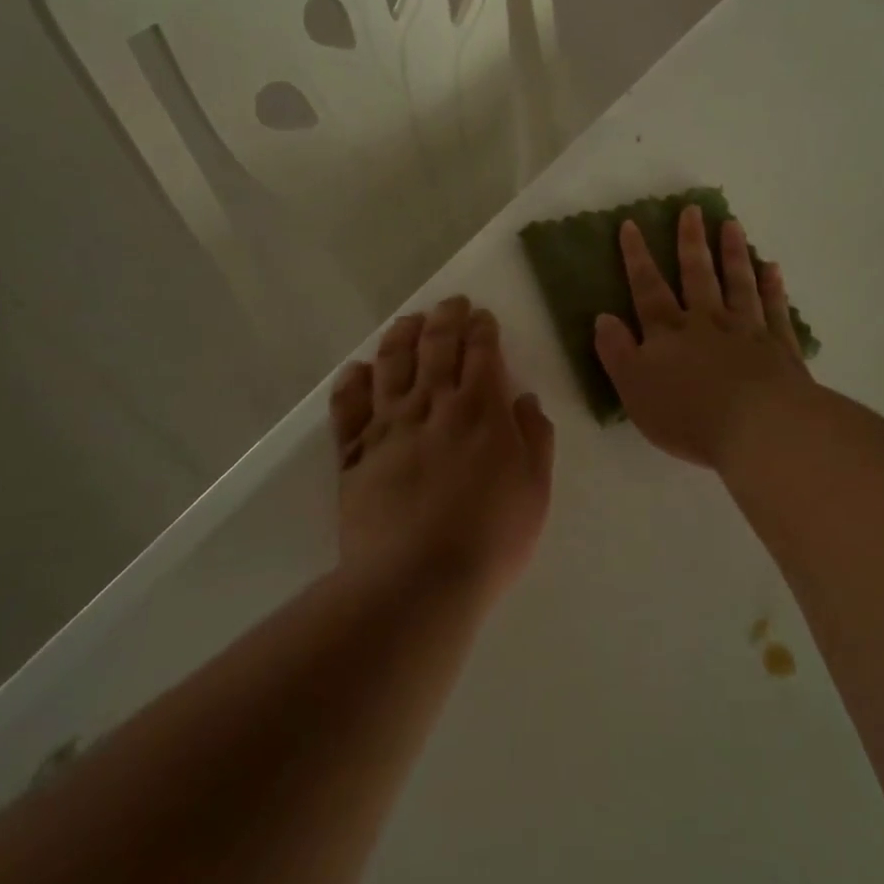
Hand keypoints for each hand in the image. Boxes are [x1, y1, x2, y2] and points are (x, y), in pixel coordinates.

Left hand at [329, 296, 554, 599]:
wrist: (416, 580)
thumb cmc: (489, 537)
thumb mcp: (535, 489)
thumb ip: (534, 438)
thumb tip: (525, 400)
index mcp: (480, 409)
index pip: (481, 352)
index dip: (482, 328)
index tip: (481, 314)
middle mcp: (432, 405)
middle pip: (436, 346)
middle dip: (445, 318)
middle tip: (450, 303)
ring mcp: (389, 426)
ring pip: (392, 365)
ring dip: (401, 336)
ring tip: (407, 321)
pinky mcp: (354, 453)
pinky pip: (349, 407)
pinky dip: (352, 383)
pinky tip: (358, 370)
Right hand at [594, 206, 811, 471]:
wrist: (758, 427)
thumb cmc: (688, 414)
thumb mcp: (634, 389)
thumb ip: (617, 352)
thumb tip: (603, 317)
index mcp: (668, 333)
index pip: (647, 288)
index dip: (637, 257)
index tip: (631, 225)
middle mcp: (706, 321)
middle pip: (697, 275)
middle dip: (691, 242)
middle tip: (692, 209)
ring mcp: (747, 330)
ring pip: (738, 283)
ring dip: (733, 253)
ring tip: (731, 225)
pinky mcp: (780, 347)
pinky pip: (775, 309)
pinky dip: (772, 287)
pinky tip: (771, 268)